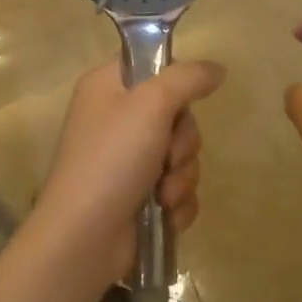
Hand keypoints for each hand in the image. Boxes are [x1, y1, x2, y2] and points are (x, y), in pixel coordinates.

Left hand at [33, 58, 223, 284]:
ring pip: (180, 154)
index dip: (174, 80)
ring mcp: (126, 160)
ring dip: (181, 177)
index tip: (182, 100)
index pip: (150, 63)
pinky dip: (177, 202)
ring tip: (163, 196)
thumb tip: (216, 68)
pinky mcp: (138, 197)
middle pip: (175, 113)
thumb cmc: (112, 159)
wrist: (84, 239)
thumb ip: (187, 78)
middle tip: (168, 157)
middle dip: (182, 142)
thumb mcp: (151, 105)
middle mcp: (116, 118)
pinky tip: (166, 215)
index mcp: (107, 86)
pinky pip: (177, 187)